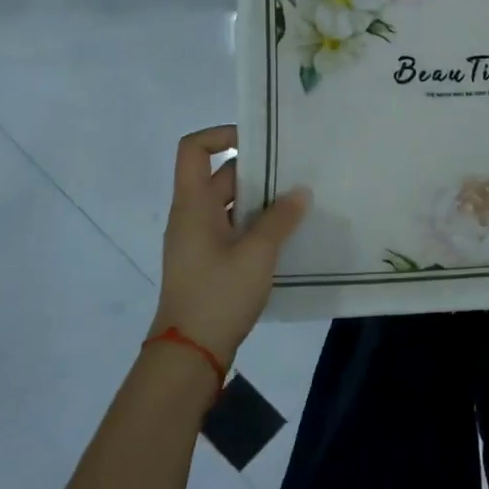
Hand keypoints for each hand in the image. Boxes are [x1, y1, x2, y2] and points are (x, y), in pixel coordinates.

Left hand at [152, 125, 308, 369]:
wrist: (189, 354)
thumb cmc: (218, 295)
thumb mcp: (257, 254)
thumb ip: (280, 219)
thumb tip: (300, 191)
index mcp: (193, 205)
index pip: (194, 149)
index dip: (222, 134)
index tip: (259, 141)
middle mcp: (192, 216)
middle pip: (220, 176)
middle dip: (257, 170)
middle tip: (296, 171)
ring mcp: (199, 241)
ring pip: (230, 204)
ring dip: (261, 200)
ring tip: (299, 200)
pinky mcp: (209, 262)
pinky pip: (233, 229)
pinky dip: (256, 224)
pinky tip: (287, 234)